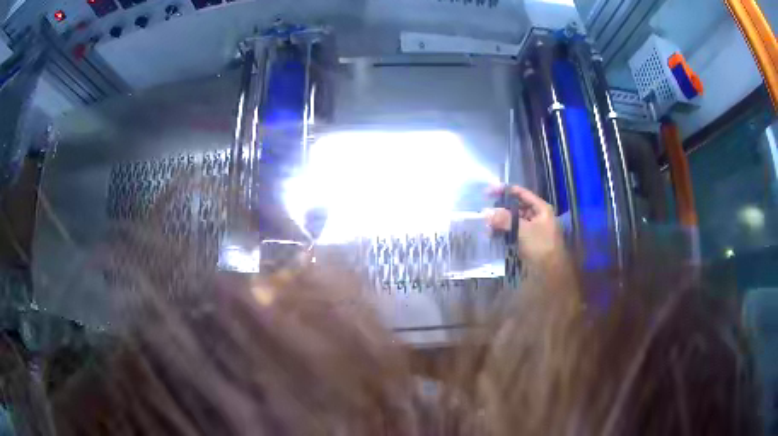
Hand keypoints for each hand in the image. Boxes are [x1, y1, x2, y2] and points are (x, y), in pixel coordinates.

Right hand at [485, 185, 564, 266]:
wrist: (552, 272)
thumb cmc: (542, 247)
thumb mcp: (524, 230)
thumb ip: (505, 220)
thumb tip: (486, 212)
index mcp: (540, 208)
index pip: (520, 193)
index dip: (504, 190)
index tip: (487, 192)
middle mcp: (536, 216)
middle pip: (515, 207)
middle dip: (500, 209)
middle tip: (485, 213)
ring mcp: (532, 229)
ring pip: (513, 221)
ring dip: (500, 222)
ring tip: (487, 227)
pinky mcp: (527, 241)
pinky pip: (513, 232)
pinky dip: (503, 232)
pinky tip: (492, 235)